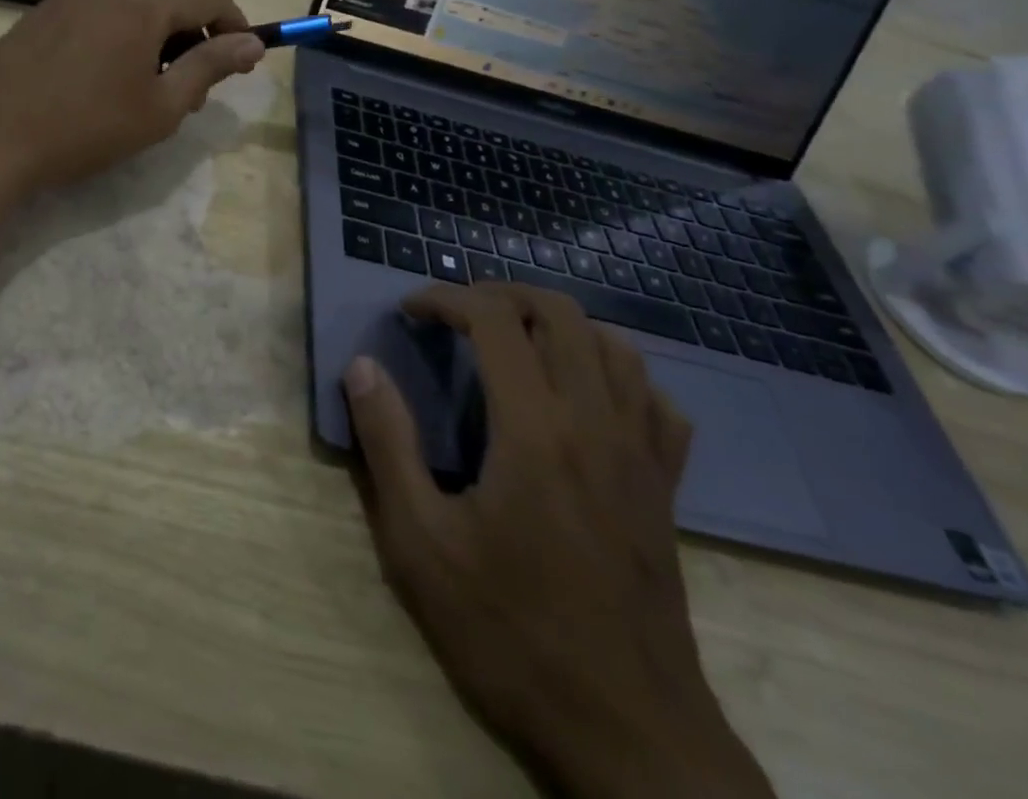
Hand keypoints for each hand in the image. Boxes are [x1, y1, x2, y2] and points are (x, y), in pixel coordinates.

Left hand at [0, 0, 263, 194]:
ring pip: (131, 10)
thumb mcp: (161, 106)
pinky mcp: (40, 15)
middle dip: (191, 41)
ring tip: (143, 93)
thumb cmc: (87, 127)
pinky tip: (99, 83)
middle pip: (169, 2)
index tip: (242, 63)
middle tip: (189, 94)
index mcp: (141, 3)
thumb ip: (210, 67)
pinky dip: (117, 41)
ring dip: (153, 43)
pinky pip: (96, 17)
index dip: (236, 26)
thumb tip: (252, 42)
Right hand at [342, 284, 773, 798]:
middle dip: (501, 294)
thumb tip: (362, 367)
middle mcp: (595, 422)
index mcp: (534, 428)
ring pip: (615, 346)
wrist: (628, 734)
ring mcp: (641, 454)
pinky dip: (619, 376)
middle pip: (560, 313)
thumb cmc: (511, 632)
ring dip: (559, 325)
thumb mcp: (420, 544)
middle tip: (457, 313)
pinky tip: (588, 397)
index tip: (410, 312)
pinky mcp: (666, 488)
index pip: (494, 318)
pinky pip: (656, 403)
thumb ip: (387, 443)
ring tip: (515, 342)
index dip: (445, 298)